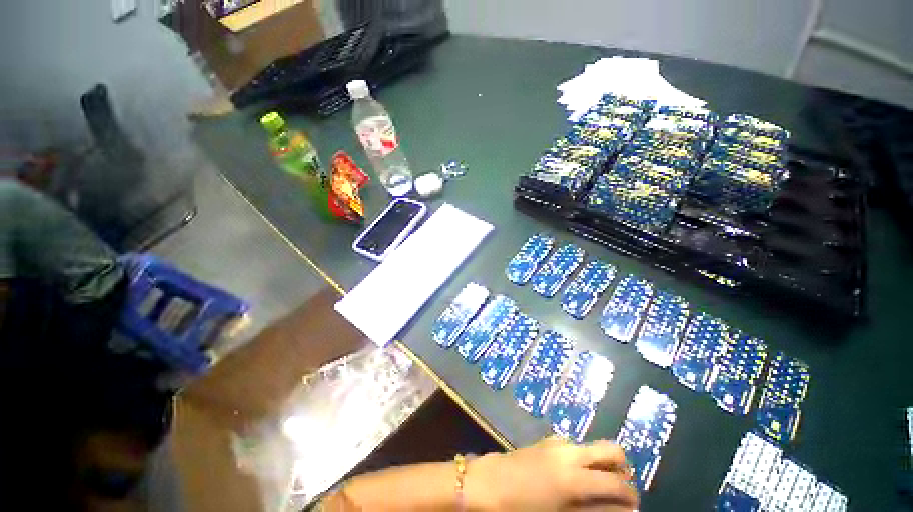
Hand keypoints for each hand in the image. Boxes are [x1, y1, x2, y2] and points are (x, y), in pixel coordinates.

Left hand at [465, 437, 638, 511]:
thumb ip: (593, 511)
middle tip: (620, 490)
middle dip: (623, 468)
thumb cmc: (522, 508)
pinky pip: (575, 446)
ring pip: (592, 446)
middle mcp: (569, 452)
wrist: (488, 483)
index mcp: (574, 476)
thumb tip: (621, 509)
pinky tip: (573, 477)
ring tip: (597, 486)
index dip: (631, 495)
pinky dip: (583, 458)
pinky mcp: (546, 440)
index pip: (617, 482)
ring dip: (601, 462)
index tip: (633, 507)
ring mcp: (556, 442)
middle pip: (610, 449)